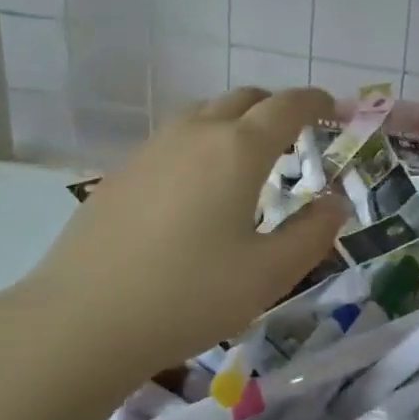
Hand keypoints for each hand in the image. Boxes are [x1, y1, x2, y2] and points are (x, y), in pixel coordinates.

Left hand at [6, 87, 349, 387]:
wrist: (82, 320)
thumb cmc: (189, 295)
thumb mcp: (269, 274)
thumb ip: (312, 233)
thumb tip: (336, 203)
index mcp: (238, 149)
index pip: (287, 106)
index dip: (316, 101)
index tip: (334, 108)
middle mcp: (195, 133)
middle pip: (244, 99)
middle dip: (276, 107)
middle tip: (296, 135)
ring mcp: (151, 149)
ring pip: (204, 114)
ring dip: (236, 122)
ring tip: (248, 159)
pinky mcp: (121, 172)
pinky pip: (174, 139)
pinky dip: (201, 143)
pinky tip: (197, 188)